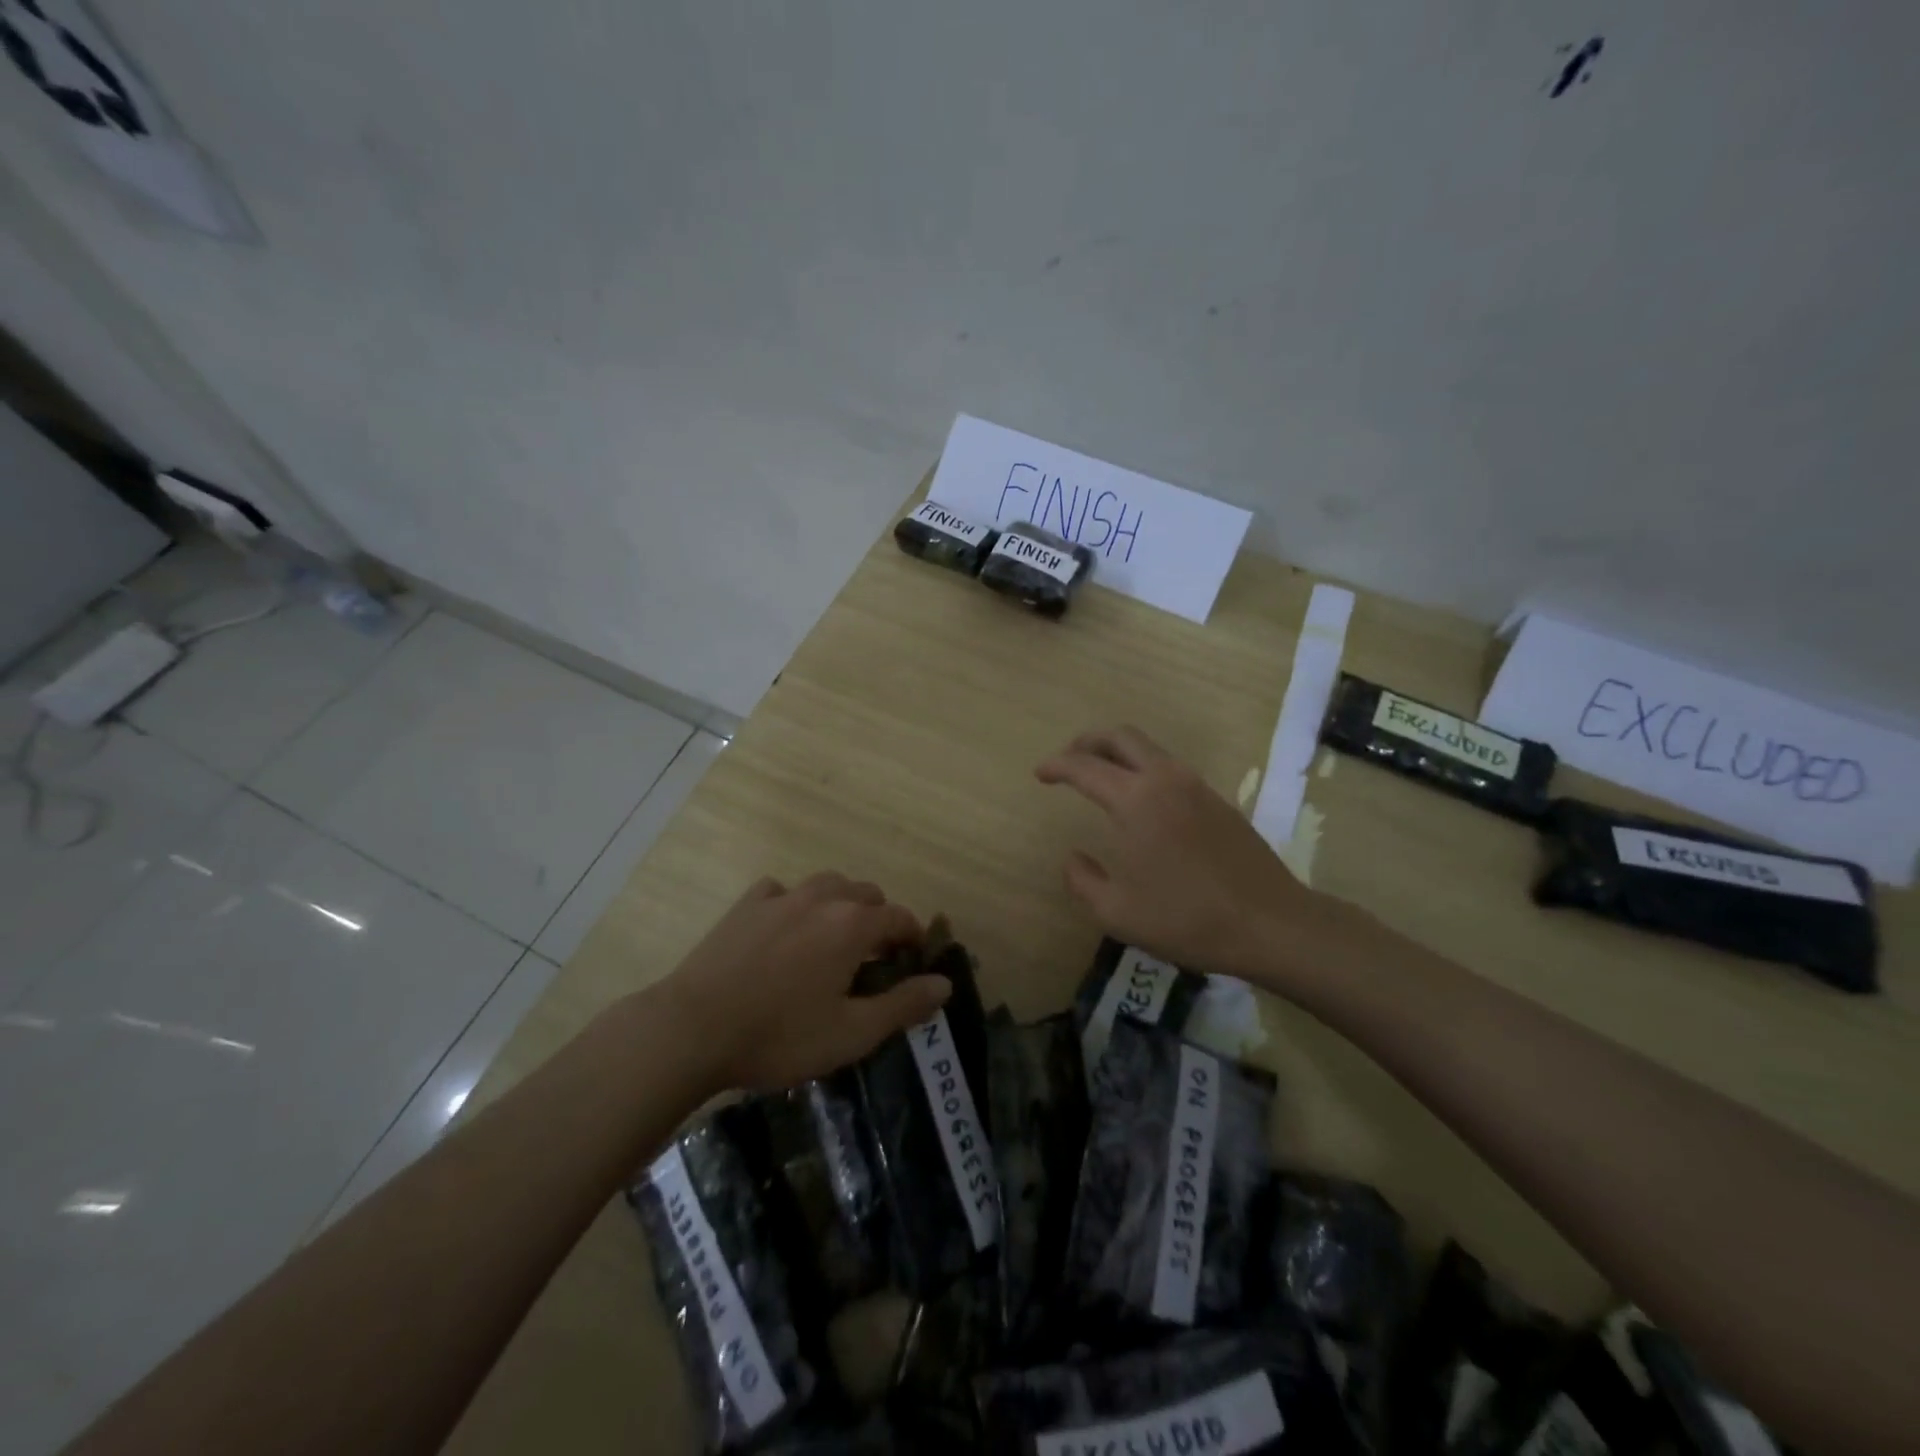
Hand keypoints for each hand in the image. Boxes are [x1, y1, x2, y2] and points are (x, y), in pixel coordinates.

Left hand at [658, 872, 950, 1091]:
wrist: (692, 1029)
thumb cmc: (780, 1036)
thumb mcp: (851, 1033)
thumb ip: (903, 1005)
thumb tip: (944, 983)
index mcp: (853, 925)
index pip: (900, 918)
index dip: (913, 938)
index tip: (913, 962)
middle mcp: (823, 898)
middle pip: (866, 894)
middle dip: (879, 920)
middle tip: (872, 960)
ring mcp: (781, 896)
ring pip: (826, 885)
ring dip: (840, 905)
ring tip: (832, 940)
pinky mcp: (746, 905)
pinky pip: (782, 891)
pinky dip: (794, 904)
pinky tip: (784, 929)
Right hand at [1036, 725, 1324, 979]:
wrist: (1272, 923)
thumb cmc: (1188, 919)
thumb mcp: (1118, 913)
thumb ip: (1083, 881)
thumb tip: (1072, 858)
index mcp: (1136, 800)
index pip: (1084, 767)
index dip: (1056, 766)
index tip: (1039, 774)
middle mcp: (1165, 779)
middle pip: (1120, 737)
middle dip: (1087, 742)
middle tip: (1068, 759)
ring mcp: (1197, 786)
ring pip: (1148, 748)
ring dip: (1117, 753)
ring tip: (1100, 776)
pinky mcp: (1217, 800)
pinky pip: (1169, 767)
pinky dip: (1143, 768)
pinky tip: (1140, 800)